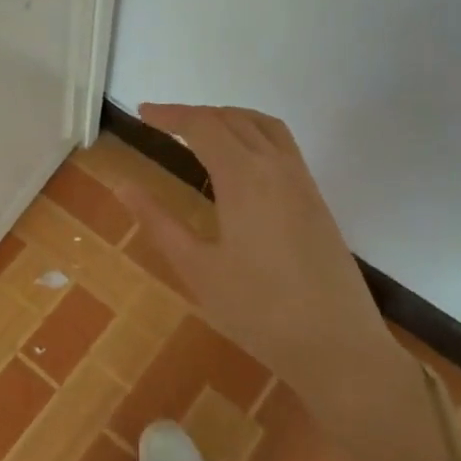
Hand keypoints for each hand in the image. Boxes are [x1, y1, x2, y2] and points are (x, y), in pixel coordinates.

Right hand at [112, 104, 395, 404]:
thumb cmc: (257, 310)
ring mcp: (303, 182)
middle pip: (233, 119)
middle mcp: (276, 167)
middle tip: (162, 124)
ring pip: (264, 126)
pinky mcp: (316, 200)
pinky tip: (239, 163)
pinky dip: (254, 134)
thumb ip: (158, 221)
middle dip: (195, 114)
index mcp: (244, 177)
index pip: (202, 125)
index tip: (142, 114)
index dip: (170, 115)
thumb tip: (123, 185)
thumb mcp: (196, 268)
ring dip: (228, 118)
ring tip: (200, 131)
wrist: (337, 346)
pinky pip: (283, 146)